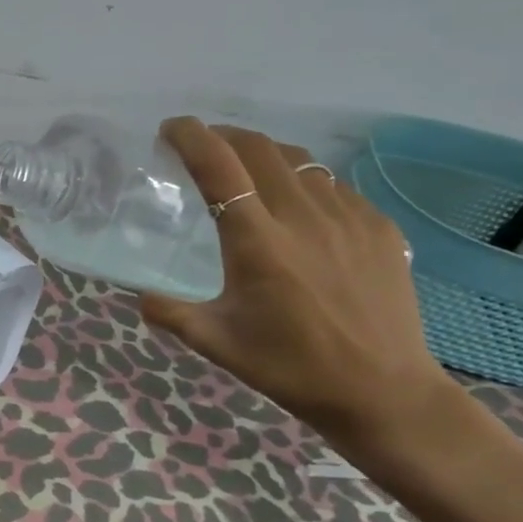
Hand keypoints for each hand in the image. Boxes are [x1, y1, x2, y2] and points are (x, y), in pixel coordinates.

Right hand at [139, 120, 449, 445]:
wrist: (382, 391)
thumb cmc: (291, 367)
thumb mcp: (217, 343)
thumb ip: (170, 313)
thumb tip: (140, 296)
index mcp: (257, 241)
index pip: (218, 166)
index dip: (190, 137)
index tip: (170, 130)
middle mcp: (302, 216)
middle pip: (258, 148)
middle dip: (223, 136)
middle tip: (202, 147)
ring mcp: (347, 216)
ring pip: (298, 161)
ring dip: (263, 155)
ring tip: (247, 171)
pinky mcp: (378, 226)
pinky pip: (333, 186)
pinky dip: (303, 182)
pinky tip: (298, 209)